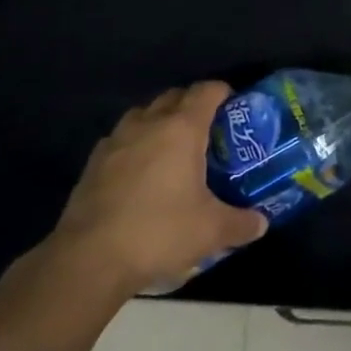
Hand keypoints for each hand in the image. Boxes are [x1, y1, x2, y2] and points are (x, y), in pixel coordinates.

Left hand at [42, 81, 267, 299]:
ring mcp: (116, 141)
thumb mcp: (210, 231)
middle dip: (192, 105)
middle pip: (174, 96)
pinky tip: (140, 173)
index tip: (234, 106)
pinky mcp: (93, 163)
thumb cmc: (158, 232)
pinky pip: (121, 139)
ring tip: (172, 148)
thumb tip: (261, 223)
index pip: (206, 91)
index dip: (223, 93)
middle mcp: (148, 124)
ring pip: (143, 114)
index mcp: (182, 129)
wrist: (88, 260)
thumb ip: (241, 223)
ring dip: (159, 120)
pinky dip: (135, 145)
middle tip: (208, 130)